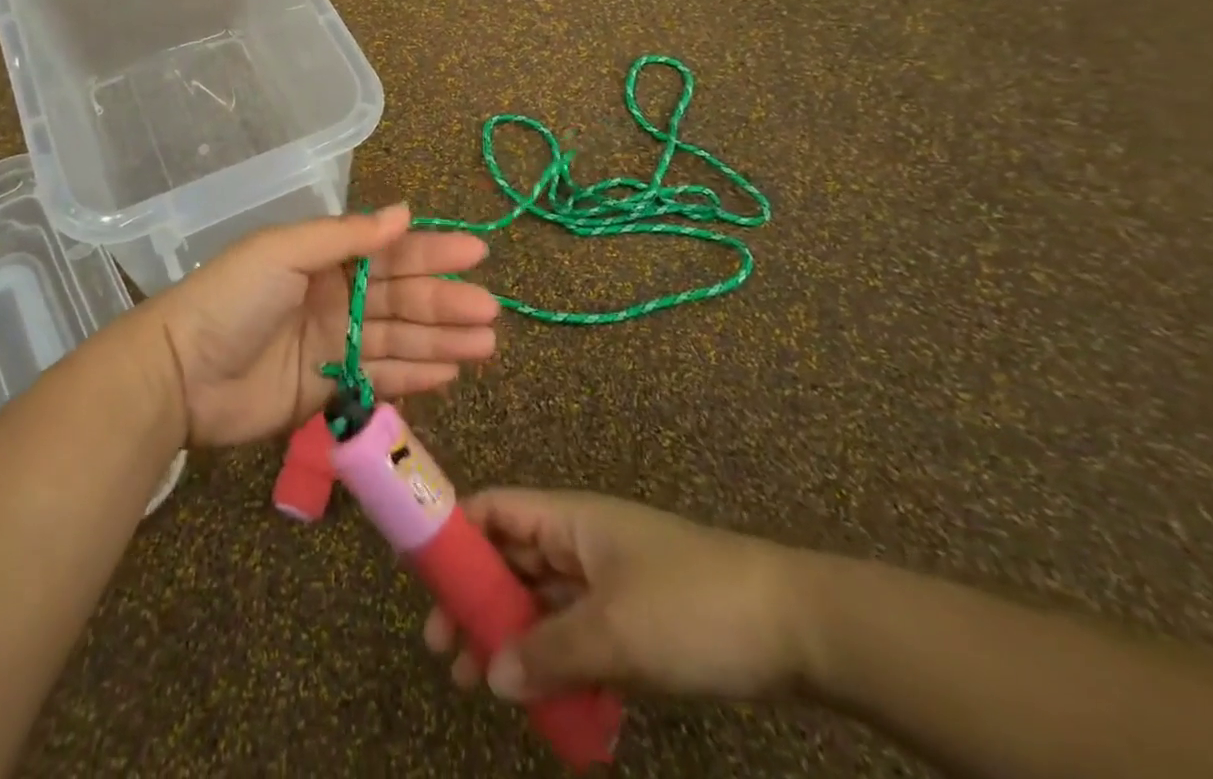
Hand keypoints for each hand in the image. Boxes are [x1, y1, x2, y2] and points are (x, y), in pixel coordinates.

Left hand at [148, 204, 499, 447]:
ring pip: (399, 339)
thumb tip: (404, 213)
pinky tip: (450, 374)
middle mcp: (334, 297)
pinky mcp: (327, 388)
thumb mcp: (285, 252)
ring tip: (486, 346)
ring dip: (442, 340)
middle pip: (401, 298)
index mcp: (324, 258)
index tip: (477, 254)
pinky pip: (380, 378)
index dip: (433, 253)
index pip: (389, 252)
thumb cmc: (233, 299)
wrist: (180, 373)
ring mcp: (333, 344)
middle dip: (446, 303)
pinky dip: (415, 375)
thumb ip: (346, 237)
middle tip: (492, 312)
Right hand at [423, 490, 808, 703]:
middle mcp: (580, 542)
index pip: (495, 510)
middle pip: (511, 560)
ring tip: (475, 685)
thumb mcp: (615, 632)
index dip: (454, 532)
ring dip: (508, 637)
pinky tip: (539, 702)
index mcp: (569, 519)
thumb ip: (548, 652)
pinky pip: (574, 635)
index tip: (418, 575)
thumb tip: (491, 675)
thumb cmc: (691, 606)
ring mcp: (607, 582)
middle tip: (443, 650)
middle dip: (474, 599)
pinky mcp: (632, 621)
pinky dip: (552, 661)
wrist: (794, 628)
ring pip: (540, 602)